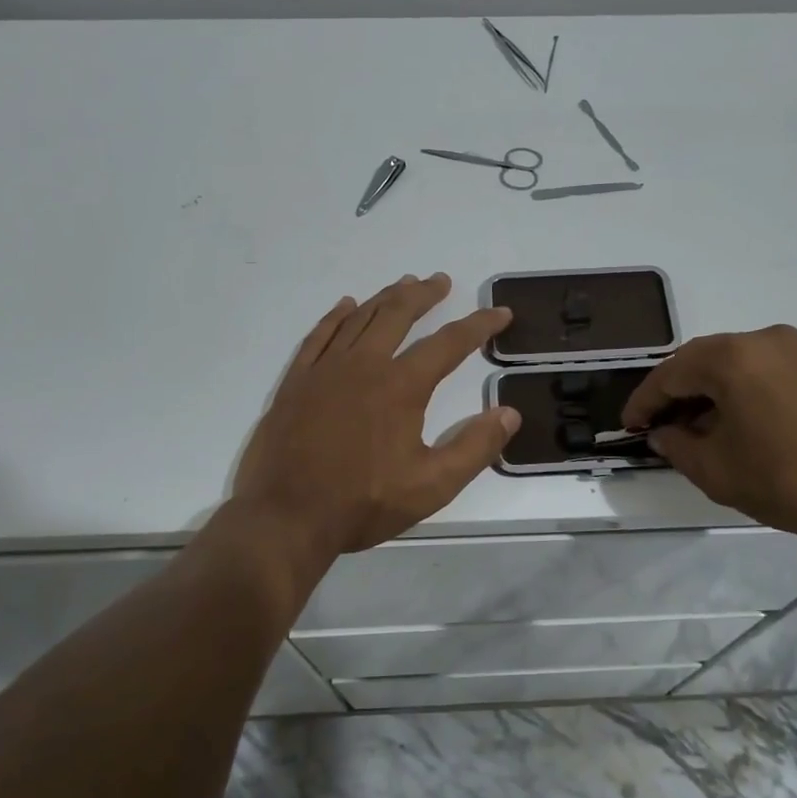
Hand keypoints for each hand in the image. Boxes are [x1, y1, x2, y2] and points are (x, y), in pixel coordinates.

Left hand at [232, 273, 520, 565]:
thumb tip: (510, 413)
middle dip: (424, 294)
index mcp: (401, 386)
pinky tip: (346, 306)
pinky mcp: (297, 381)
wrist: (286, 516)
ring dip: (385, 298)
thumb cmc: (362, 503)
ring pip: (360, 318)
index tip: (500, 313)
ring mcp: (325, 369)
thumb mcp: (432, 485)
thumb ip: (475, 447)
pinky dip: (336, 316)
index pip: (449, 343)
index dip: (479, 325)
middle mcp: (364, 365)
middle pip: (398, 314)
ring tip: (404, 284)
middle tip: (441, 281)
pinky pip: (319, 335)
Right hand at [620, 325, 796, 551]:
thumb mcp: (717, 471)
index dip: (644, 403)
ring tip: (696, 430)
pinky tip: (736, 423)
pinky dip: (738, 391)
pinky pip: (760, 369)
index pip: (669, 374)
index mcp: (730, 357)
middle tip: (659, 428)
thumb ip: (677, 446)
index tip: (629, 428)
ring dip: (707, 392)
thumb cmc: (791, 480)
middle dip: (675, 394)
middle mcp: (760, 338)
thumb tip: (664, 433)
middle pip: (699, 362)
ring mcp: (794, 348)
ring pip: (731, 364)